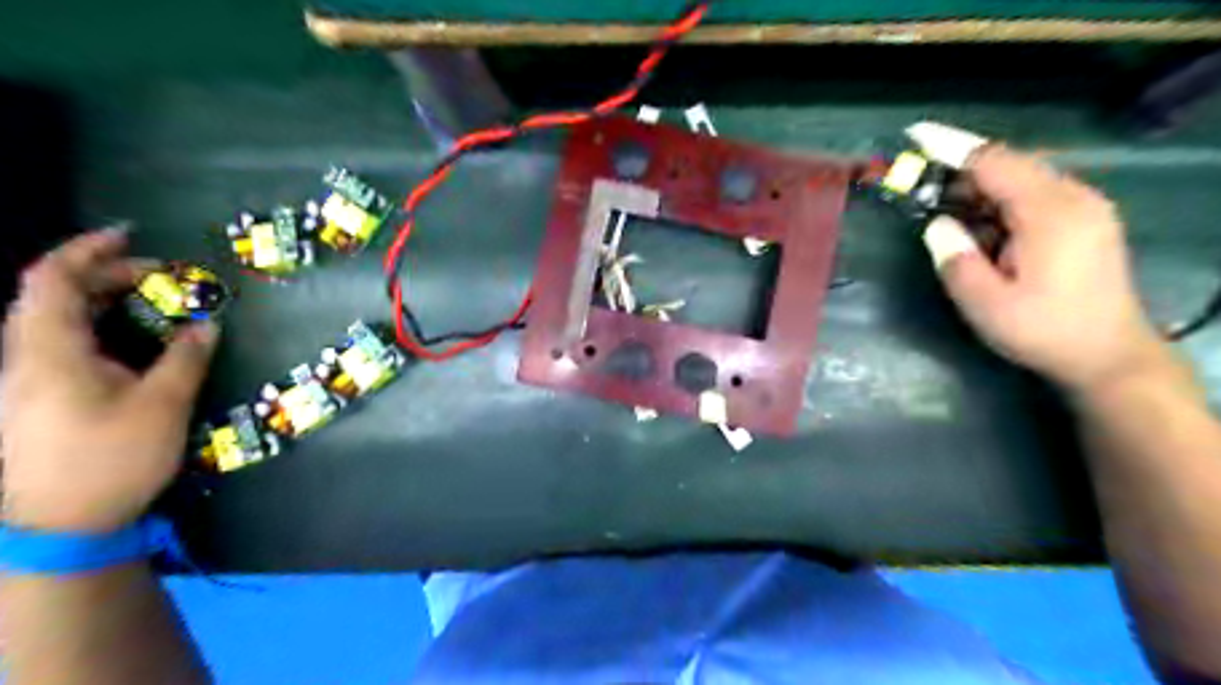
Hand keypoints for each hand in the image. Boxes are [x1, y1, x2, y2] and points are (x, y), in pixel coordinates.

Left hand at [0, 230, 217, 534]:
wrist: (54, 527)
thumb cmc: (109, 460)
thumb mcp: (162, 406)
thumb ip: (184, 359)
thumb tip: (207, 324)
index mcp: (48, 351)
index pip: (53, 279)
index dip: (87, 250)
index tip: (130, 236)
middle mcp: (24, 357)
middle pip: (54, 296)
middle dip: (108, 276)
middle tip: (164, 279)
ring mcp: (24, 380)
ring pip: (56, 322)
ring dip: (103, 303)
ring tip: (152, 304)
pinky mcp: (34, 399)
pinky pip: (62, 347)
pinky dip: (98, 331)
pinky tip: (131, 345)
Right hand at [926, 143, 1162, 392]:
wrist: (1108, 356)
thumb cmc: (1042, 331)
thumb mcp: (985, 303)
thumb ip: (955, 259)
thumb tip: (937, 225)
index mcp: (1049, 213)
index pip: (994, 163)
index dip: (951, 147)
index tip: (916, 136)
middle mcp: (1074, 198)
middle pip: (1010, 164)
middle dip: (962, 172)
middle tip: (923, 192)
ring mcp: (1086, 207)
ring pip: (1024, 178)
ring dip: (981, 189)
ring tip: (949, 214)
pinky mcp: (1087, 221)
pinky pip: (1037, 194)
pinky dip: (1003, 201)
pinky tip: (985, 228)